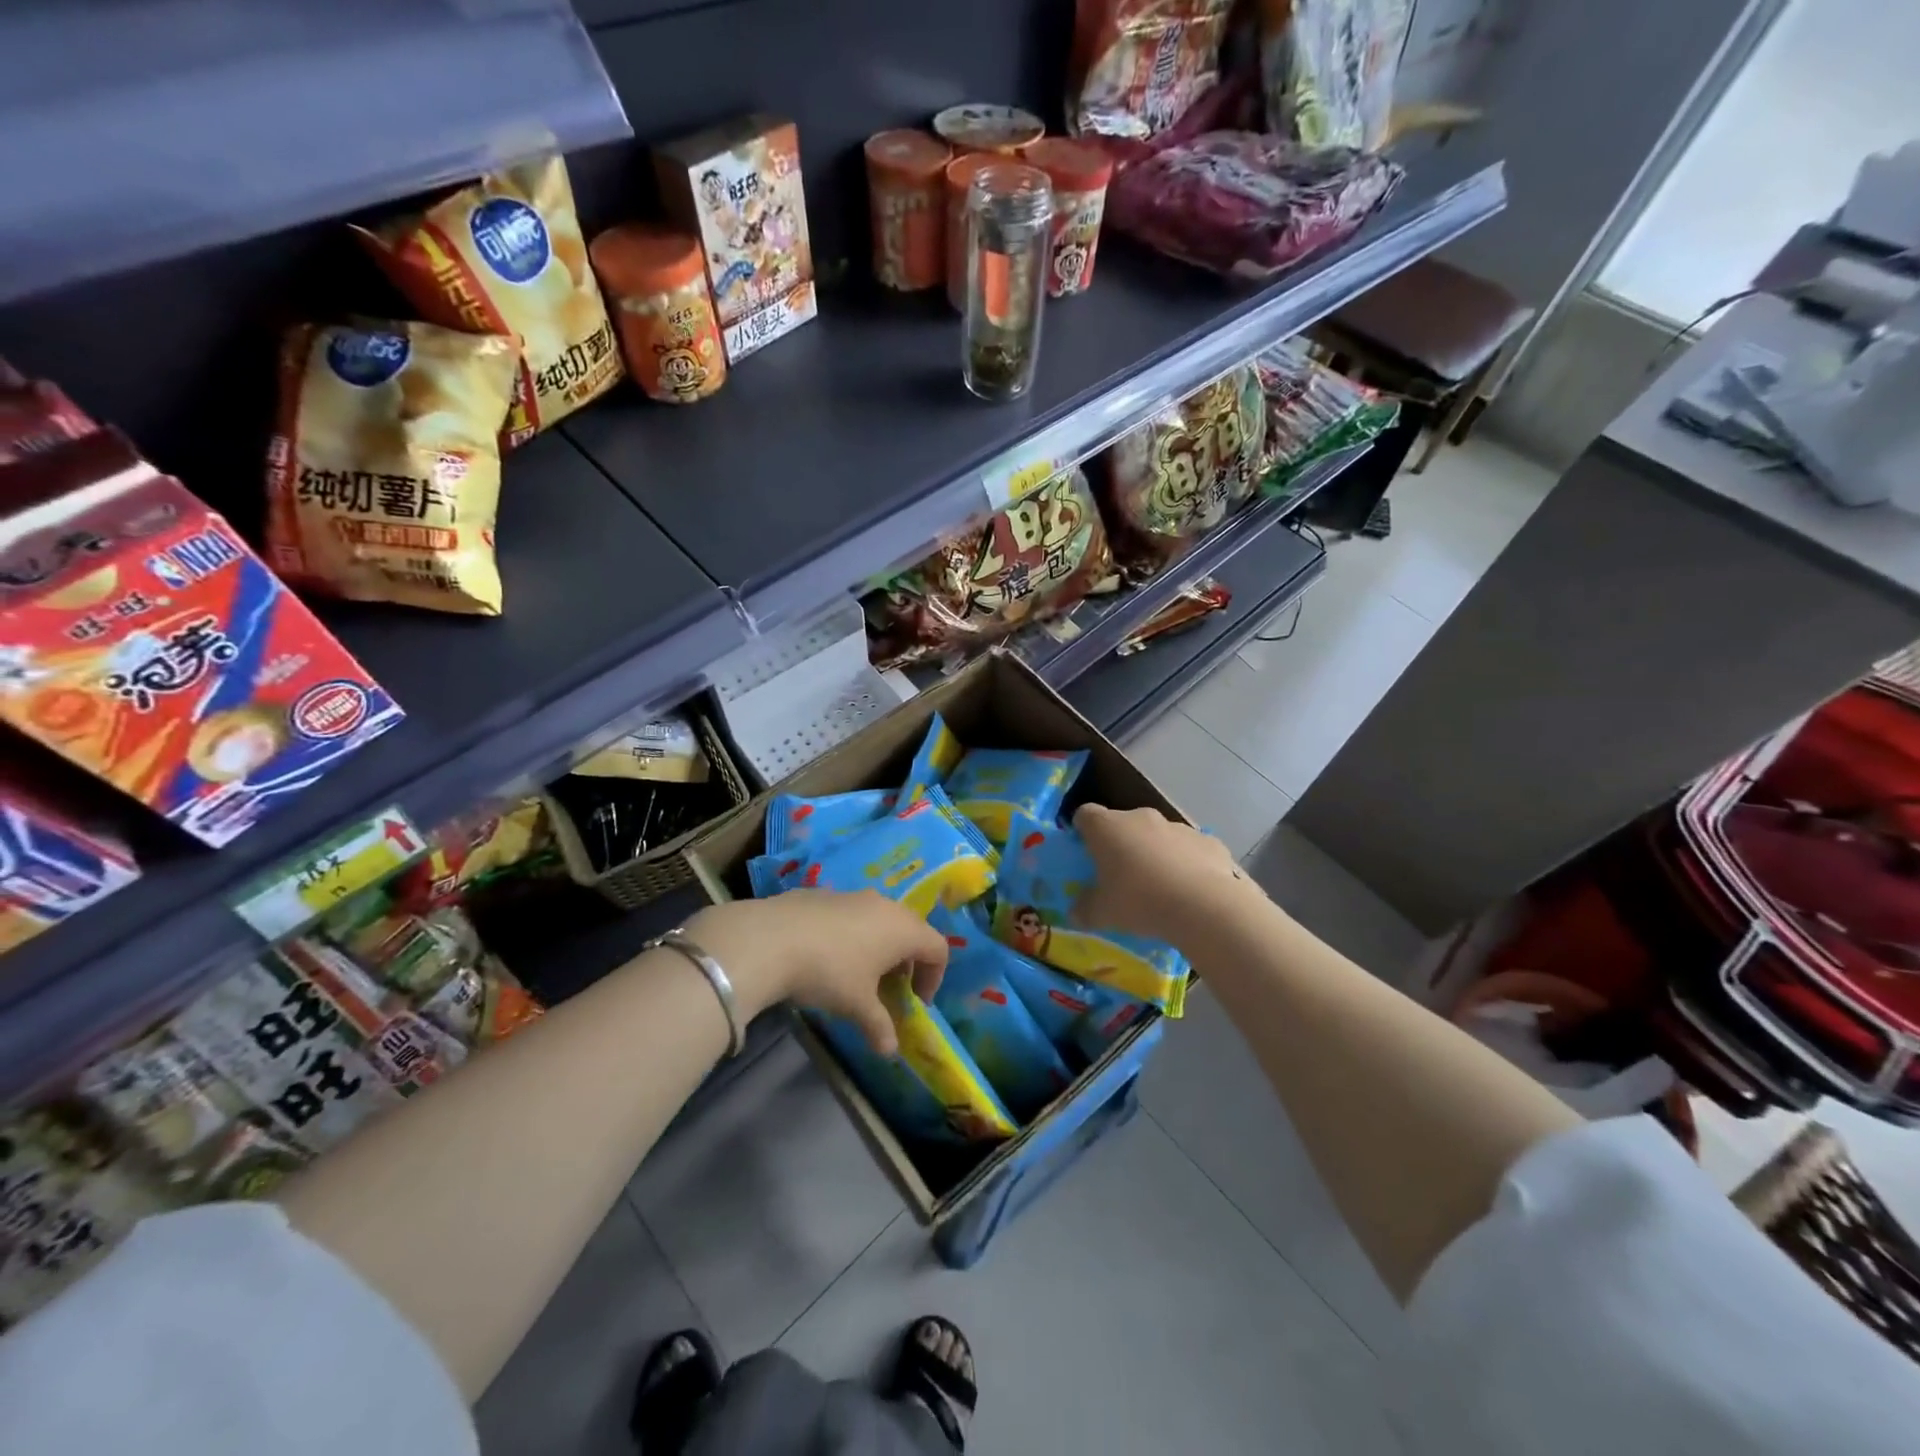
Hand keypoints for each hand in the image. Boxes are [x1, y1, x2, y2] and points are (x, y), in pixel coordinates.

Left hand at [682, 890, 948, 1055]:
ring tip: (859, 975)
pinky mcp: (825, 894)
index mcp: (903, 929)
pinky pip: (852, 915)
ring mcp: (854, 895)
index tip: (916, 1002)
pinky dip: (853, 935)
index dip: (934, 977)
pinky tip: (827, 957)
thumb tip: (890, 1051)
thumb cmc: (829, 972)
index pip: (938, 948)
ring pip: (880, 920)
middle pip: (911, 930)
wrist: (770, 939)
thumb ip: (879, 1027)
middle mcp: (885, 905)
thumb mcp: (857, 1006)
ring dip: (879, 947)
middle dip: (907, 962)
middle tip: (891, 990)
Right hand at [1071, 804, 1254, 947]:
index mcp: (1107, 827)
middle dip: (1121, 845)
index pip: (1085, 815)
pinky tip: (1190, 890)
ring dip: (1154, 853)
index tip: (1085, 852)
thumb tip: (1075, 913)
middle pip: (1123, 824)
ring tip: (1159, 887)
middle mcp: (1140, 817)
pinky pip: (1189, 849)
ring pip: (1158, 836)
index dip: (1083, 831)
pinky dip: (1186, 863)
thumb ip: (1084, 910)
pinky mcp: (1207, 841)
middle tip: (1121, 876)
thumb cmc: (1139, 901)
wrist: (1203, 905)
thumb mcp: (1102, 914)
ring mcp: (1177, 826)